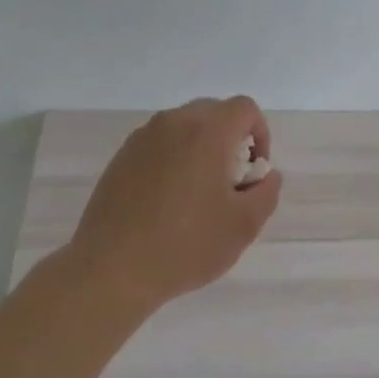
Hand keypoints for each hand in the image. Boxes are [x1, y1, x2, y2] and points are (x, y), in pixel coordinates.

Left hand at [66, 96, 282, 311]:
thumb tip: (266, 175)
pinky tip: (168, 202)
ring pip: (184, 127)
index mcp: (207, 132)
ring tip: (198, 194)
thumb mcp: (243, 225)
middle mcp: (173, 123)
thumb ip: (266, 192)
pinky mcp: (121, 158)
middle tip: (231, 182)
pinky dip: (173, 160)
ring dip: (201, 149)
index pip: (245, 109)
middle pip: (213, 112)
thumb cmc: (186, 245)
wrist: (112, 268)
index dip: (260, 134)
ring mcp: (142, 138)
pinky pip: (159, 145)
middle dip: (231, 139)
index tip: (254, 171)